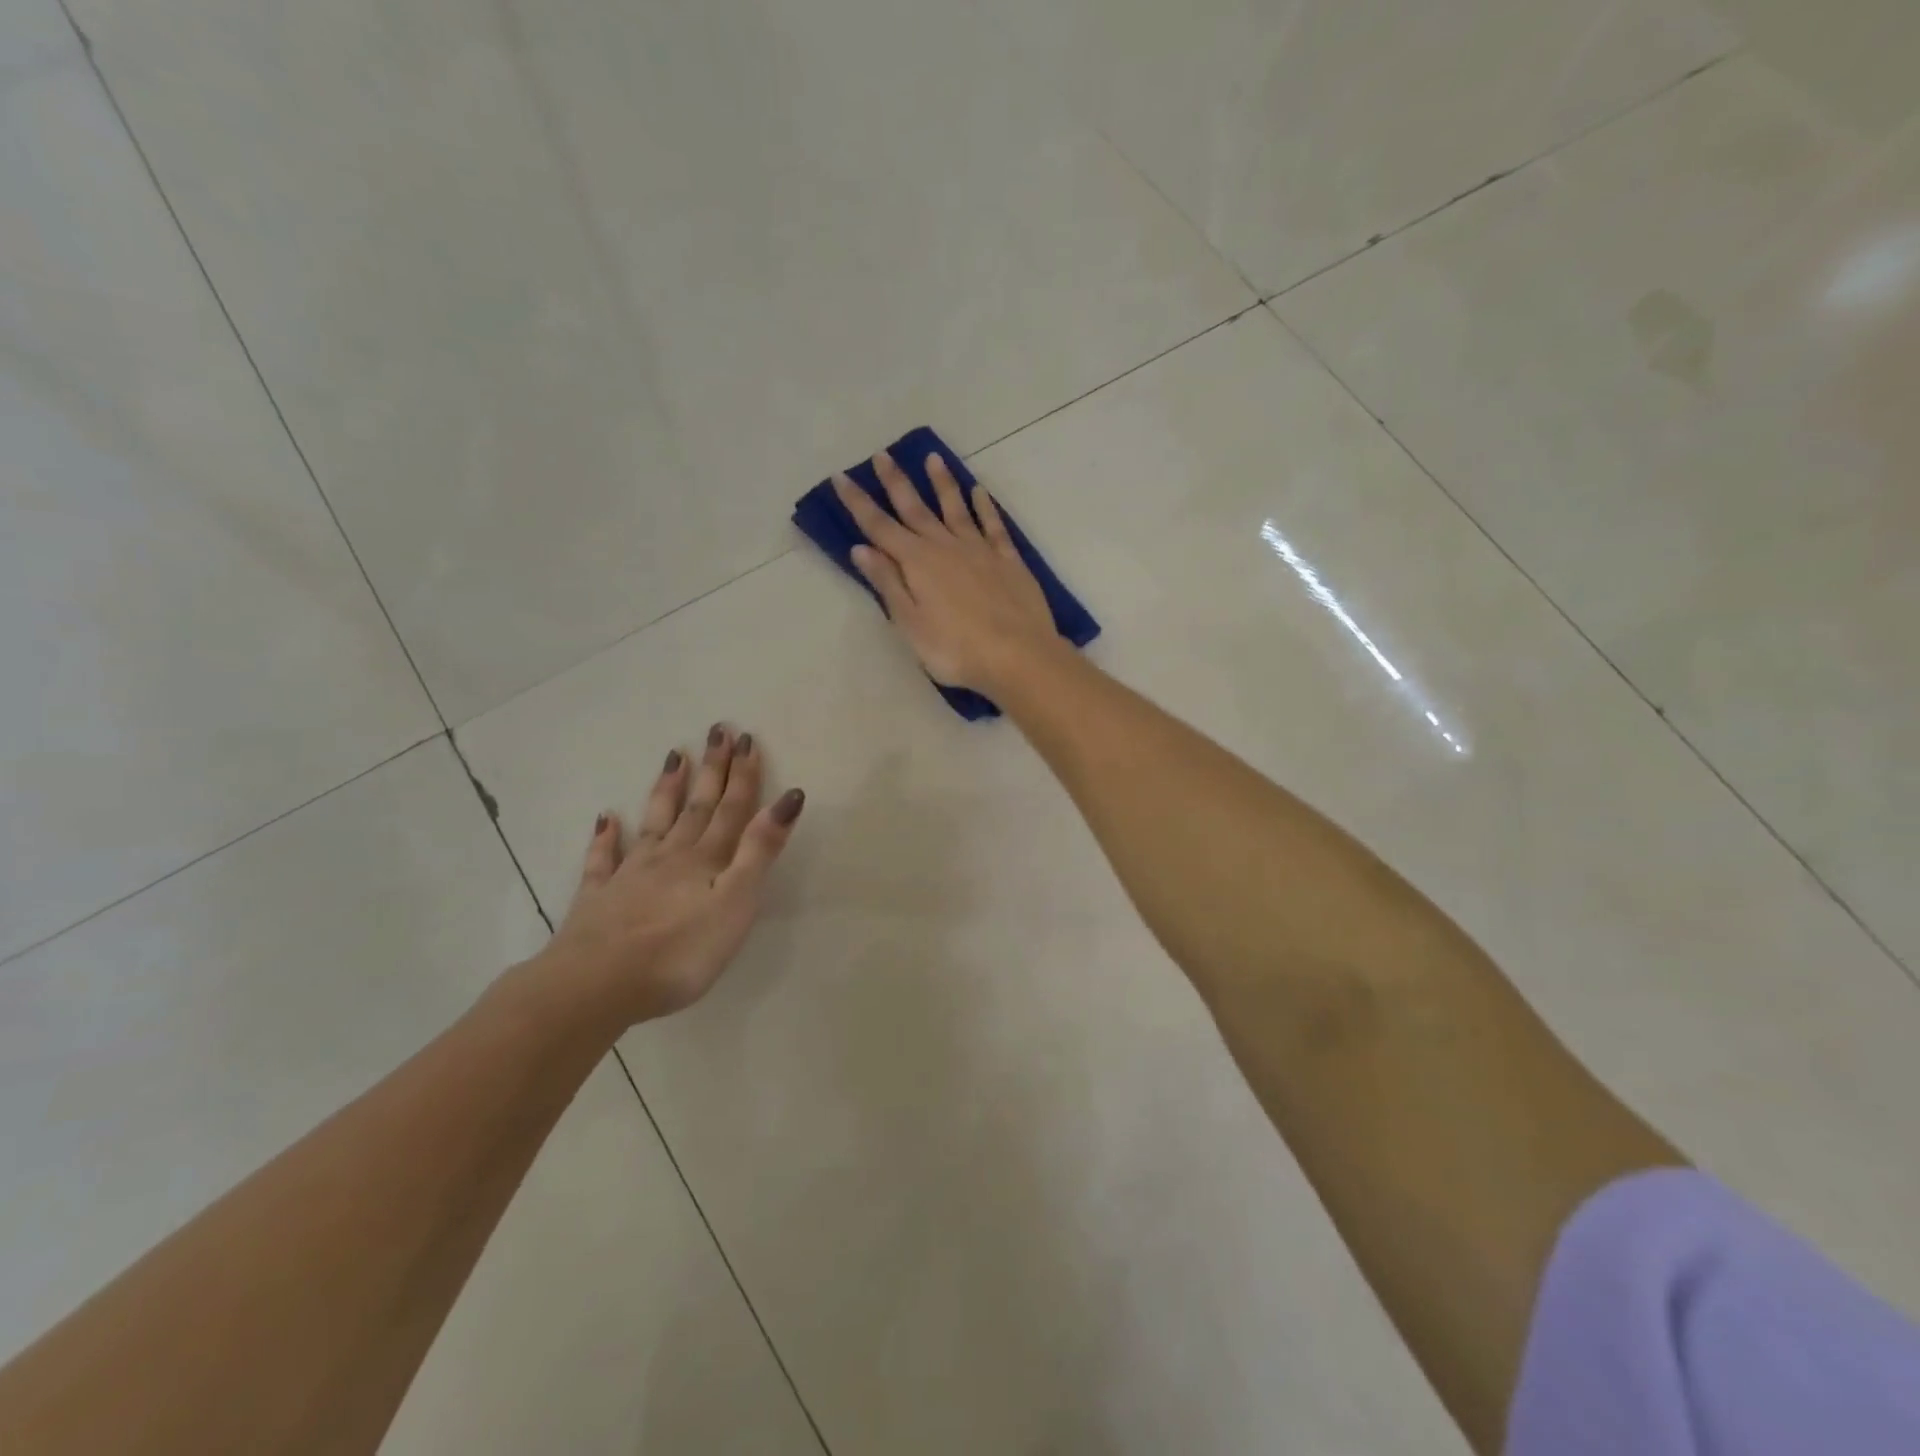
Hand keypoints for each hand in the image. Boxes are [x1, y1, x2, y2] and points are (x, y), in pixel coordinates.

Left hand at [540, 726, 804, 1025]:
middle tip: (717, 731)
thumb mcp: (736, 902)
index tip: (747, 738)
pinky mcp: (599, 899)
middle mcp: (671, 857)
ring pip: (654, 823)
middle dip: (712, 769)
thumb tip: (789, 798)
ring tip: (673, 756)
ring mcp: (631, 875)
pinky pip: (603, 860)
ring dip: (666, 790)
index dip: (743, 775)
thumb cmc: (680, 951)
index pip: (732, 809)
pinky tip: (605, 819)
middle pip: (697, 806)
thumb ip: (760, 850)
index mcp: (706, 860)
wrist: (597, 984)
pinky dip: (606, 838)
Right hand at [833, 450, 1061, 694]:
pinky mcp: (1008, 559)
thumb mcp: (911, 624)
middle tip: (882, 454)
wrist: (1018, 655)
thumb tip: (861, 548)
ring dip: (942, 483)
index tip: (841, 477)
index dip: (858, 502)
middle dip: (896, 482)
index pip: (879, 527)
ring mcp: (980, 549)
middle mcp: (946, 546)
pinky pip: (993, 524)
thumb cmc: (956, 649)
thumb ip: (888, 584)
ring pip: (956, 507)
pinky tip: (979, 492)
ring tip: (933, 458)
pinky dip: (984, 506)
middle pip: (915, 508)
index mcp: (917, 563)